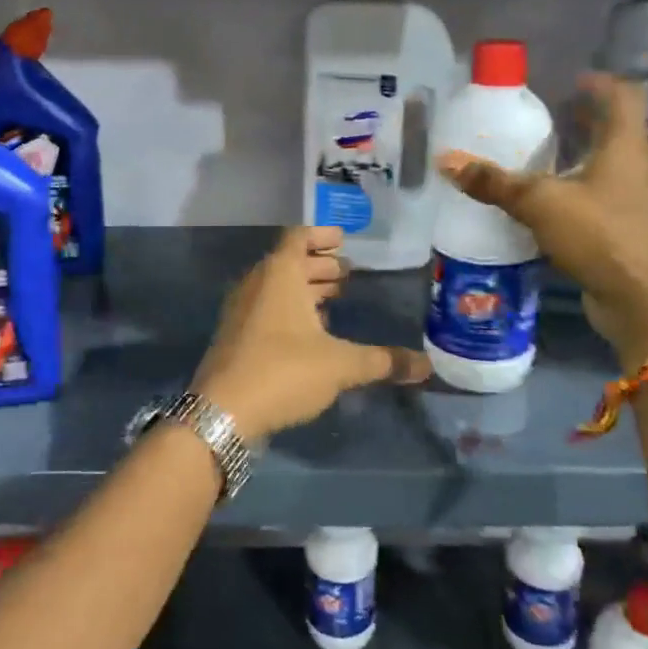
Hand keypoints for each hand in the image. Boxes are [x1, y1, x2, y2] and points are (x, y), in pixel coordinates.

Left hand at [191, 226, 429, 440]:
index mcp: (279, 274)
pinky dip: (290, 309)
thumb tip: (426, 365)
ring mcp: (242, 310)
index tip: (344, 240)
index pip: (299, 237)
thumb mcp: (340, 365)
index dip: (322, 236)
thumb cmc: (283, 371)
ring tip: (334, 298)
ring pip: (277, 287)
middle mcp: (257, 284)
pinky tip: (311, 331)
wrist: (222, 412)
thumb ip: (382, 361)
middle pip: (289, 262)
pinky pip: (267, 308)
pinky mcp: (236, 336)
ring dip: (305, 288)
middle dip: (319, 265)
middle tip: (348, 273)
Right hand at [437, 74, 647, 361]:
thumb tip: (446, 161)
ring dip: (576, 155)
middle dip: (582, 119)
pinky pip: (596, 196)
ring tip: (537, 153)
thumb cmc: (599, 234)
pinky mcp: (622, 228)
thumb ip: (494, 182)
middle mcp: (633, 166)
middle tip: (545, 114)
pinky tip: (543, 200)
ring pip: (604, 165)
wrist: (639, 299)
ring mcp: (632, 200)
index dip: (600, 84)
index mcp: (623, 146)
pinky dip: (573, 189)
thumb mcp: (539, 202)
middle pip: (613, 130)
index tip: (571, 80)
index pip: (622, 98)